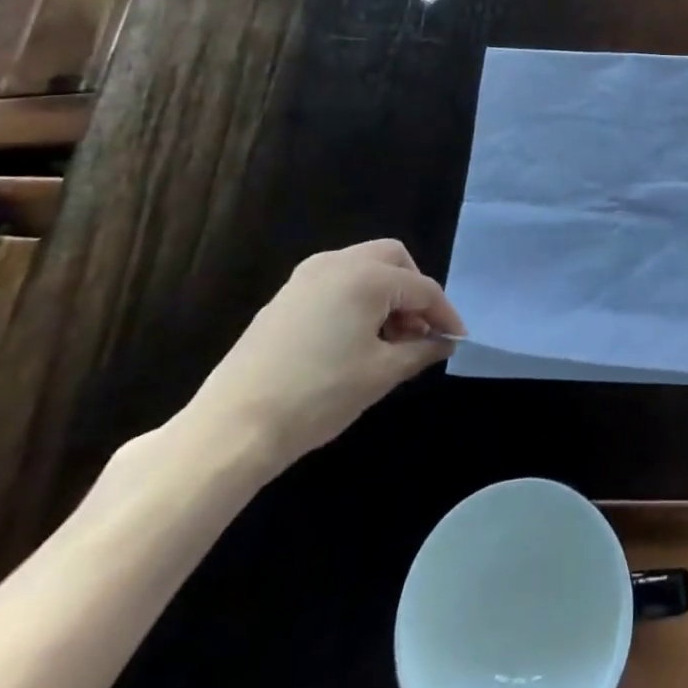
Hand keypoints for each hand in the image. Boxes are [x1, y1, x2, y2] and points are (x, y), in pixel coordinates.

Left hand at [185, 240, 465, 473]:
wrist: (231, 428)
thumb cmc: (317, 396)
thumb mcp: (380, 375)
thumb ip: (420, 351)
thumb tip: (443, 342)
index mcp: (367, 276)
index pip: (422, 288)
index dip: (444, 314)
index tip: (456, 340)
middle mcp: (338, 262)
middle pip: (393, 260)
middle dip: (414, 291)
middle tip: (420, 331)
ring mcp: (306, 277)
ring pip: (363, 268)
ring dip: (385, 294)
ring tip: (389, 340)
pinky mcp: (285, 297)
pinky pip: (336, 283)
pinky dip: (356, 300)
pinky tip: (354, 340)